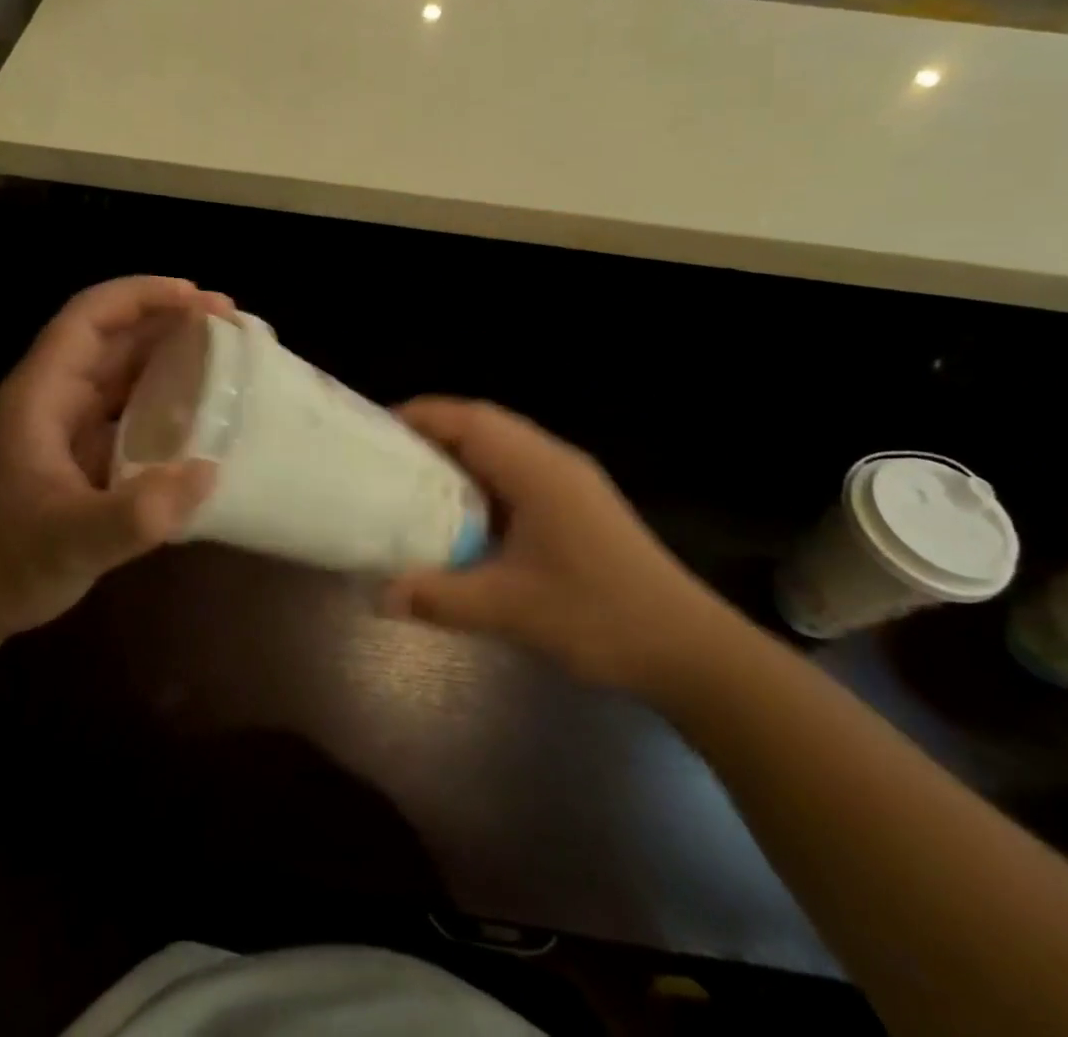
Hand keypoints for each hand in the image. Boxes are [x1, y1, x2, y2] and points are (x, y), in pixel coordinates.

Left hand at [0, 277, 227, 645]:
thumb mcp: (67, 541)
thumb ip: (135, 514)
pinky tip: (201, 420)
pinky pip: (128, 415)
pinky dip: (165, 406)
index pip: (88, 319)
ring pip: (122, 375)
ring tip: (227, 358)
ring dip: (170, 359)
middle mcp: (55, 399)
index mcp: (41, 394)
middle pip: (113, 339)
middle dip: (169, 321)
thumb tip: (209, 473)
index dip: (141, 296)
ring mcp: (67, 429)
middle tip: (231, 323)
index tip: (197, 298)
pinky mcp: (80, 458)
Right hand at [382, 398, 735, 698]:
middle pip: (484, 425)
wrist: (689, 650)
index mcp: (538, 470)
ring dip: (459, 455)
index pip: (471, 420)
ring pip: (503, 448)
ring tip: (414, 479)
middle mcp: (554, 462)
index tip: (378, 429)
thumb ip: (440, 598)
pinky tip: (463, 513)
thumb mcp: (510, 609)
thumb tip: (379, 596)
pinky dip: (482, 480)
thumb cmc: (598, 616)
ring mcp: (570, 482)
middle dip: (434, 431)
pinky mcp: (578, 505)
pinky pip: (518, 473)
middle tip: (387, 455)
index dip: (422, 416)